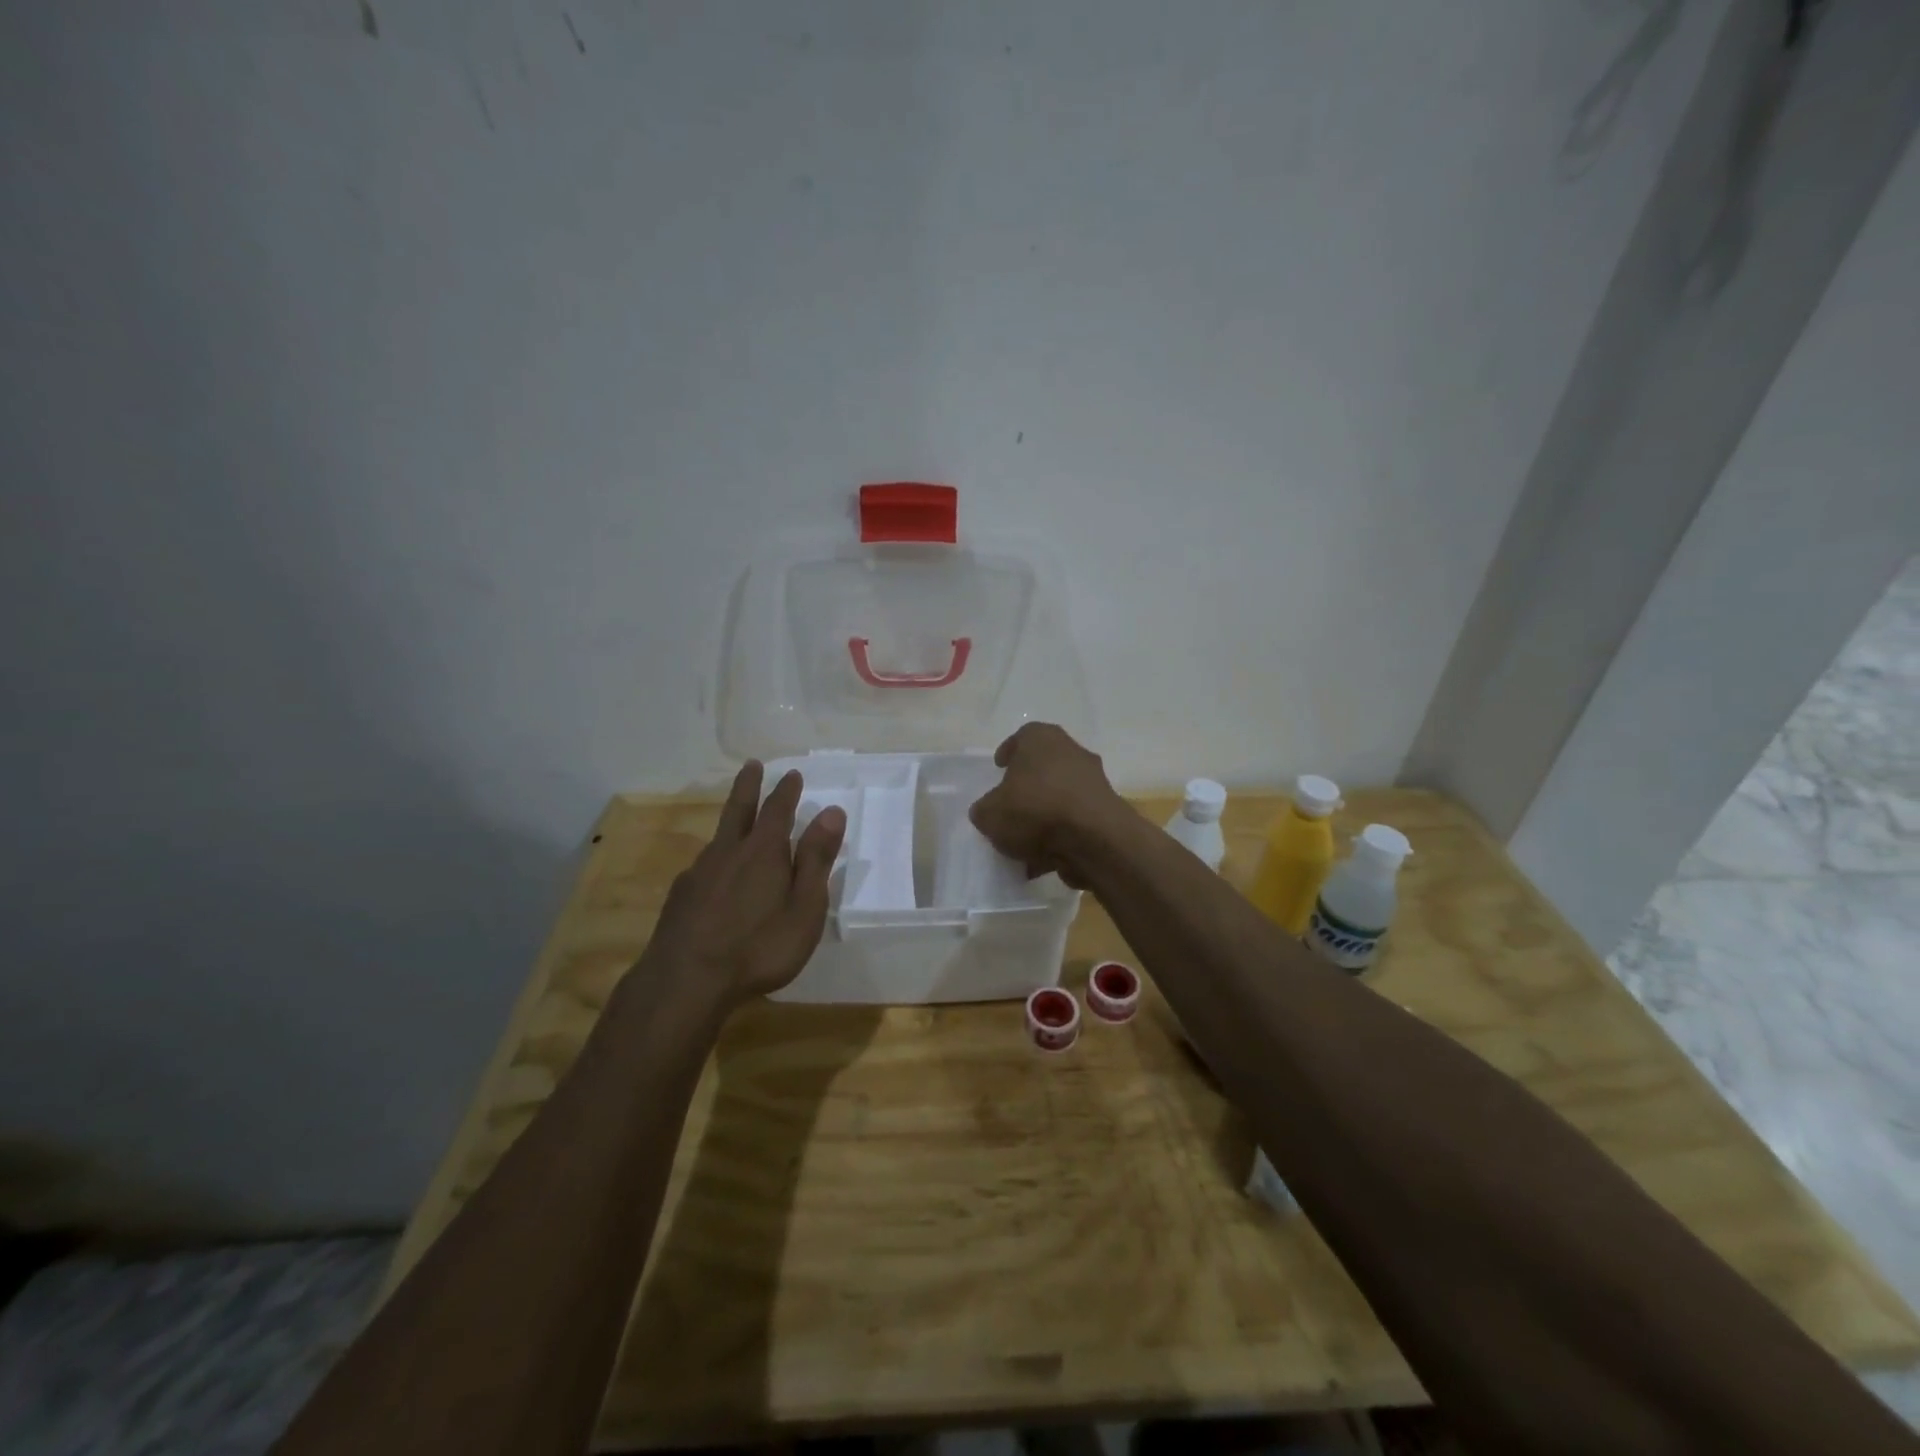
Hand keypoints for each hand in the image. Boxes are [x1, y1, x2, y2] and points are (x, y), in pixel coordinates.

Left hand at [645, 762, 846, 1006]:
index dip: (786, 791)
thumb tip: (832, 812)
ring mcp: (699, 873)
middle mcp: (728, 852)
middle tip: (752, 765)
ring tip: (738, 821)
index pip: (778, 810)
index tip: (792, 774)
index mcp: (764, 851)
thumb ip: (816, 859)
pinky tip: (714, 875)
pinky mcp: (680, 897)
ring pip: (718, 837)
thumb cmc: (759, 947)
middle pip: (739, 809)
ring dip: (731, 822)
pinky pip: (703, 866)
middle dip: (749, 786)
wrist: (685, 981)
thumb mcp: (804, 907)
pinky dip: (715, 858)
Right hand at [968, 723, 1128, 885]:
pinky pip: (1075, 823)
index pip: (1023, 737)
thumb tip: (988, 812)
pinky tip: (1042, 861)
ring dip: (1044, 817)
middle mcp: (1072, 752)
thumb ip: (985, 810)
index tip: (999, 768)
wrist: (1095, 840)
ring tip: (1023, 844)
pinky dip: (1060, 838)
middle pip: (1044, 767)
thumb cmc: (1036, 810)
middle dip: (1027, 787)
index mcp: (1042, 739)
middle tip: (1010, 806)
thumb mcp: (990, 813)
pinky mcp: (1106, 813)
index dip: (1008, 752)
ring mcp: (1094, 783)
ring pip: (1060, 797)